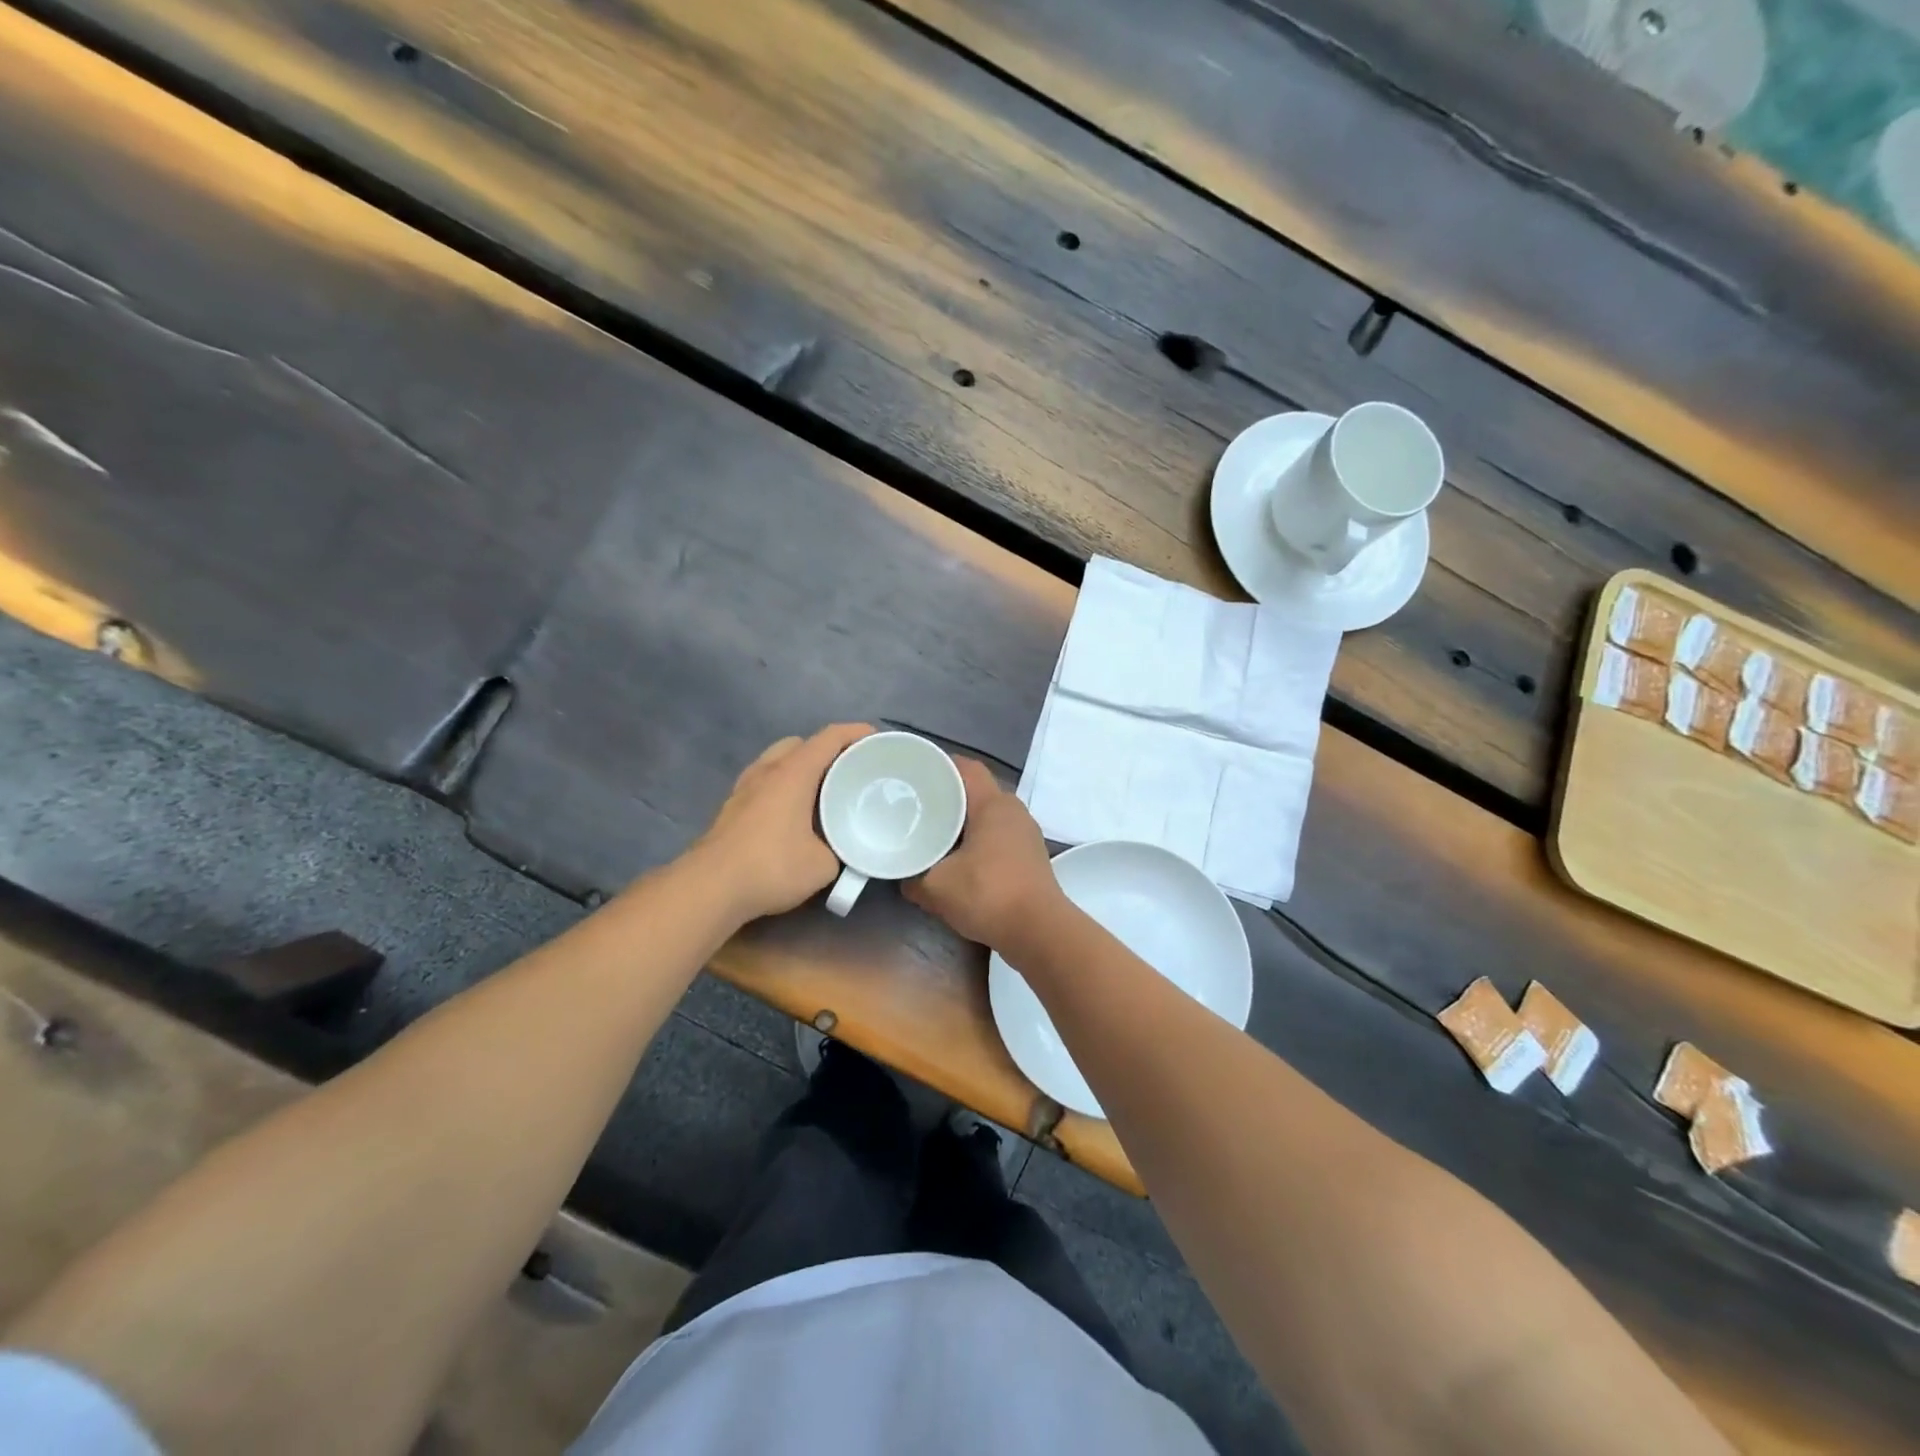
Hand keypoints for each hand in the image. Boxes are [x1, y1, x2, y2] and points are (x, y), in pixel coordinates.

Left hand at [695, 723, 873, 922]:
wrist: (711, 888)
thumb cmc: (772, 866)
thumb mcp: (824, 864)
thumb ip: (840, 849)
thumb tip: (844, 849)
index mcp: (794, 772)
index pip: (829, 737)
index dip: (856, 732)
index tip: (877, 738)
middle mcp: (767, 770)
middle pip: (800, 743)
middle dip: (826, 750)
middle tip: (848, 770)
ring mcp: (744, 787)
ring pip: (777, 761)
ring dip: (800, 767)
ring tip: (821, 791)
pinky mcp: (731, 807)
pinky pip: (764, 782)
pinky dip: (783, 785)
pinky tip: (792, 812)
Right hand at [905, 758, 1062, 951]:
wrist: (1039, 932)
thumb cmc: (988, 895)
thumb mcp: (936, 887)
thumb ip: (913, 878)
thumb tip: (904, 878)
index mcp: (993, 804)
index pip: (966, 768)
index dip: (940, 765)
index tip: (915, 773)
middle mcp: (1014, 811)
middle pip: (977, 791)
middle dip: (949, 795)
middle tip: (918, 804)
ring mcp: (1027, 833)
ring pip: (989, 815)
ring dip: (965, 821)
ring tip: (936, 831)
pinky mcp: (1031, 856)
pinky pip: (999, 835)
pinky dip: (979, 840)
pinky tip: (961, 858)